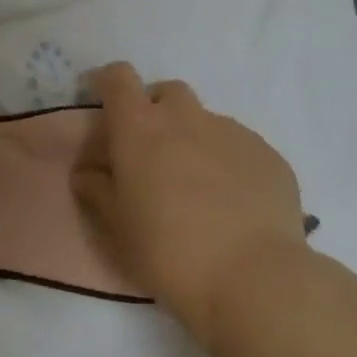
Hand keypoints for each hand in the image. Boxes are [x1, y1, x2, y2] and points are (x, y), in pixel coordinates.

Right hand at [71, 62, 309, 346]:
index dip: (109, 86)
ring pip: (206, 120)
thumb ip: (97, 190)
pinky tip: (233, 205)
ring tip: (197, 189)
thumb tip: (88, 172)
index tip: (107, 113)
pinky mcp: (268, 154)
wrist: (253, 279)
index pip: (118, 78)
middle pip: (166, 92)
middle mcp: (187, 119)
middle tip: (152, 156)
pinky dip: (228, 163)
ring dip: (193, 140)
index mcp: (141, 129)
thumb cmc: (169, 252)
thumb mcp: (117, 228)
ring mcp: (233, 132)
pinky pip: (239, 147)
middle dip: (155, 112)